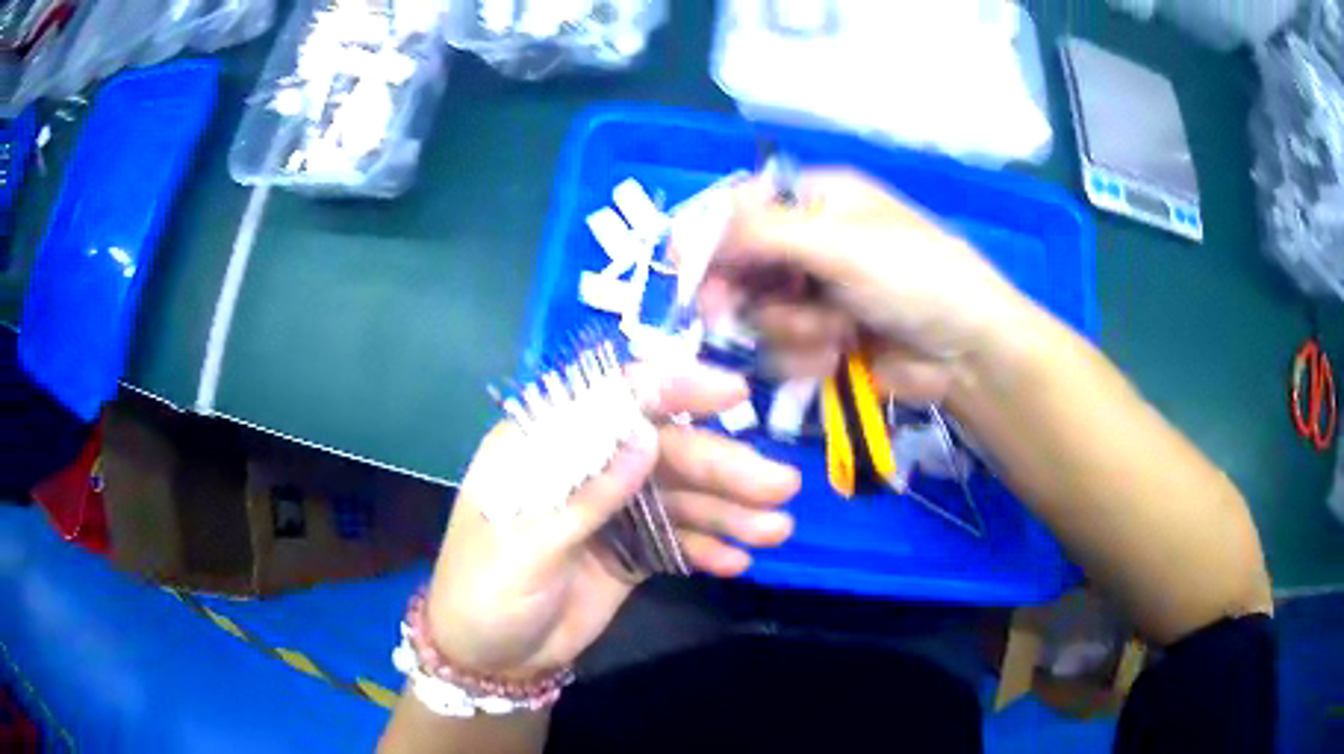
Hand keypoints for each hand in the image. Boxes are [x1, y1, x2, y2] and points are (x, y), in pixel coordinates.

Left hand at [424, 364, 799, 678]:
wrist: (488, 658)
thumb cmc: (485, 589)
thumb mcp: (526, 544)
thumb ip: (587, 493)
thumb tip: (646, 437)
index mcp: (543, 446)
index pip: (610, 400)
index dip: (671, 390)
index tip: (731, 392)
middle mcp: (583, 467)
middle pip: (661, 452)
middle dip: (722, 467)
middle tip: (780, 485)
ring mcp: (611, 511)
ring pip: (679, 497)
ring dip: (728, 511)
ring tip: (776, 528)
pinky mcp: (630, 552)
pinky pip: (676, 541)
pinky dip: (706, 549)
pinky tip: (737, 562)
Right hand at [699, 169, 1029, 401]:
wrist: (968, 352)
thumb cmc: (913, 277)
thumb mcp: (837, 242)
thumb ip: (759, 234)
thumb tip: (682, 234)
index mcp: (817, 201)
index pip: (741, 209)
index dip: (709, 236)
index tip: (683, 267)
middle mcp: (810, 243)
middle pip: (741, 265)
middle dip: (743, 293)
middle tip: (726, 315)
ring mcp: (817, 295)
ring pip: (759, 314)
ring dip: (790, 328)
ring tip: (834, 332)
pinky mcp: (824, 339)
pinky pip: (783, 349)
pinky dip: (805, 355)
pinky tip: (839, 355)